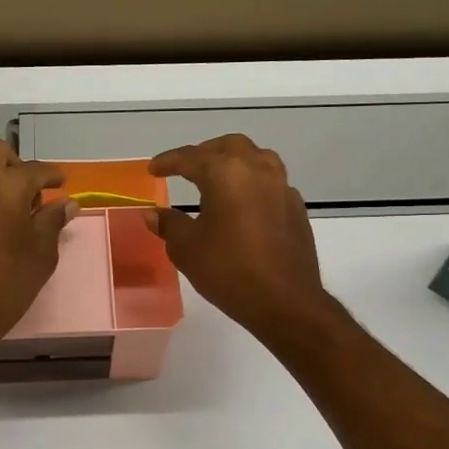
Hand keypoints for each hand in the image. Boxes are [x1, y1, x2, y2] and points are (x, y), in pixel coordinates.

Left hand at [0, 139, 76, 347]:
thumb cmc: (6, 284)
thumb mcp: (41, 254)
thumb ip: (52, 221)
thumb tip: (67, 203)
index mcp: (3, 185)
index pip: (35, 169)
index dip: (52, 176)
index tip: (60, 184)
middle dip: (14, 164)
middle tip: (27, 191)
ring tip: (0, 217)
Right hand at [145, 135, 329, 343]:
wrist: (286, 302)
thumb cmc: (229, 271)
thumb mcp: (187, 248)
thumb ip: (169, 224)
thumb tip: (152, 214)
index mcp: (226, 173)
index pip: (191, 157)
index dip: (168, 161)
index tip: (153, 169)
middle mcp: (257, 170)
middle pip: (229, 146)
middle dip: (204, 153)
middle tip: (187, 168)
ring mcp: (282, 187)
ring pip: (257, 158)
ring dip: (234, 162)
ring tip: (218, 179)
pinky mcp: (296, 208)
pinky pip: (272, 182)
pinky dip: (253, 183)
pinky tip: (244, 204)